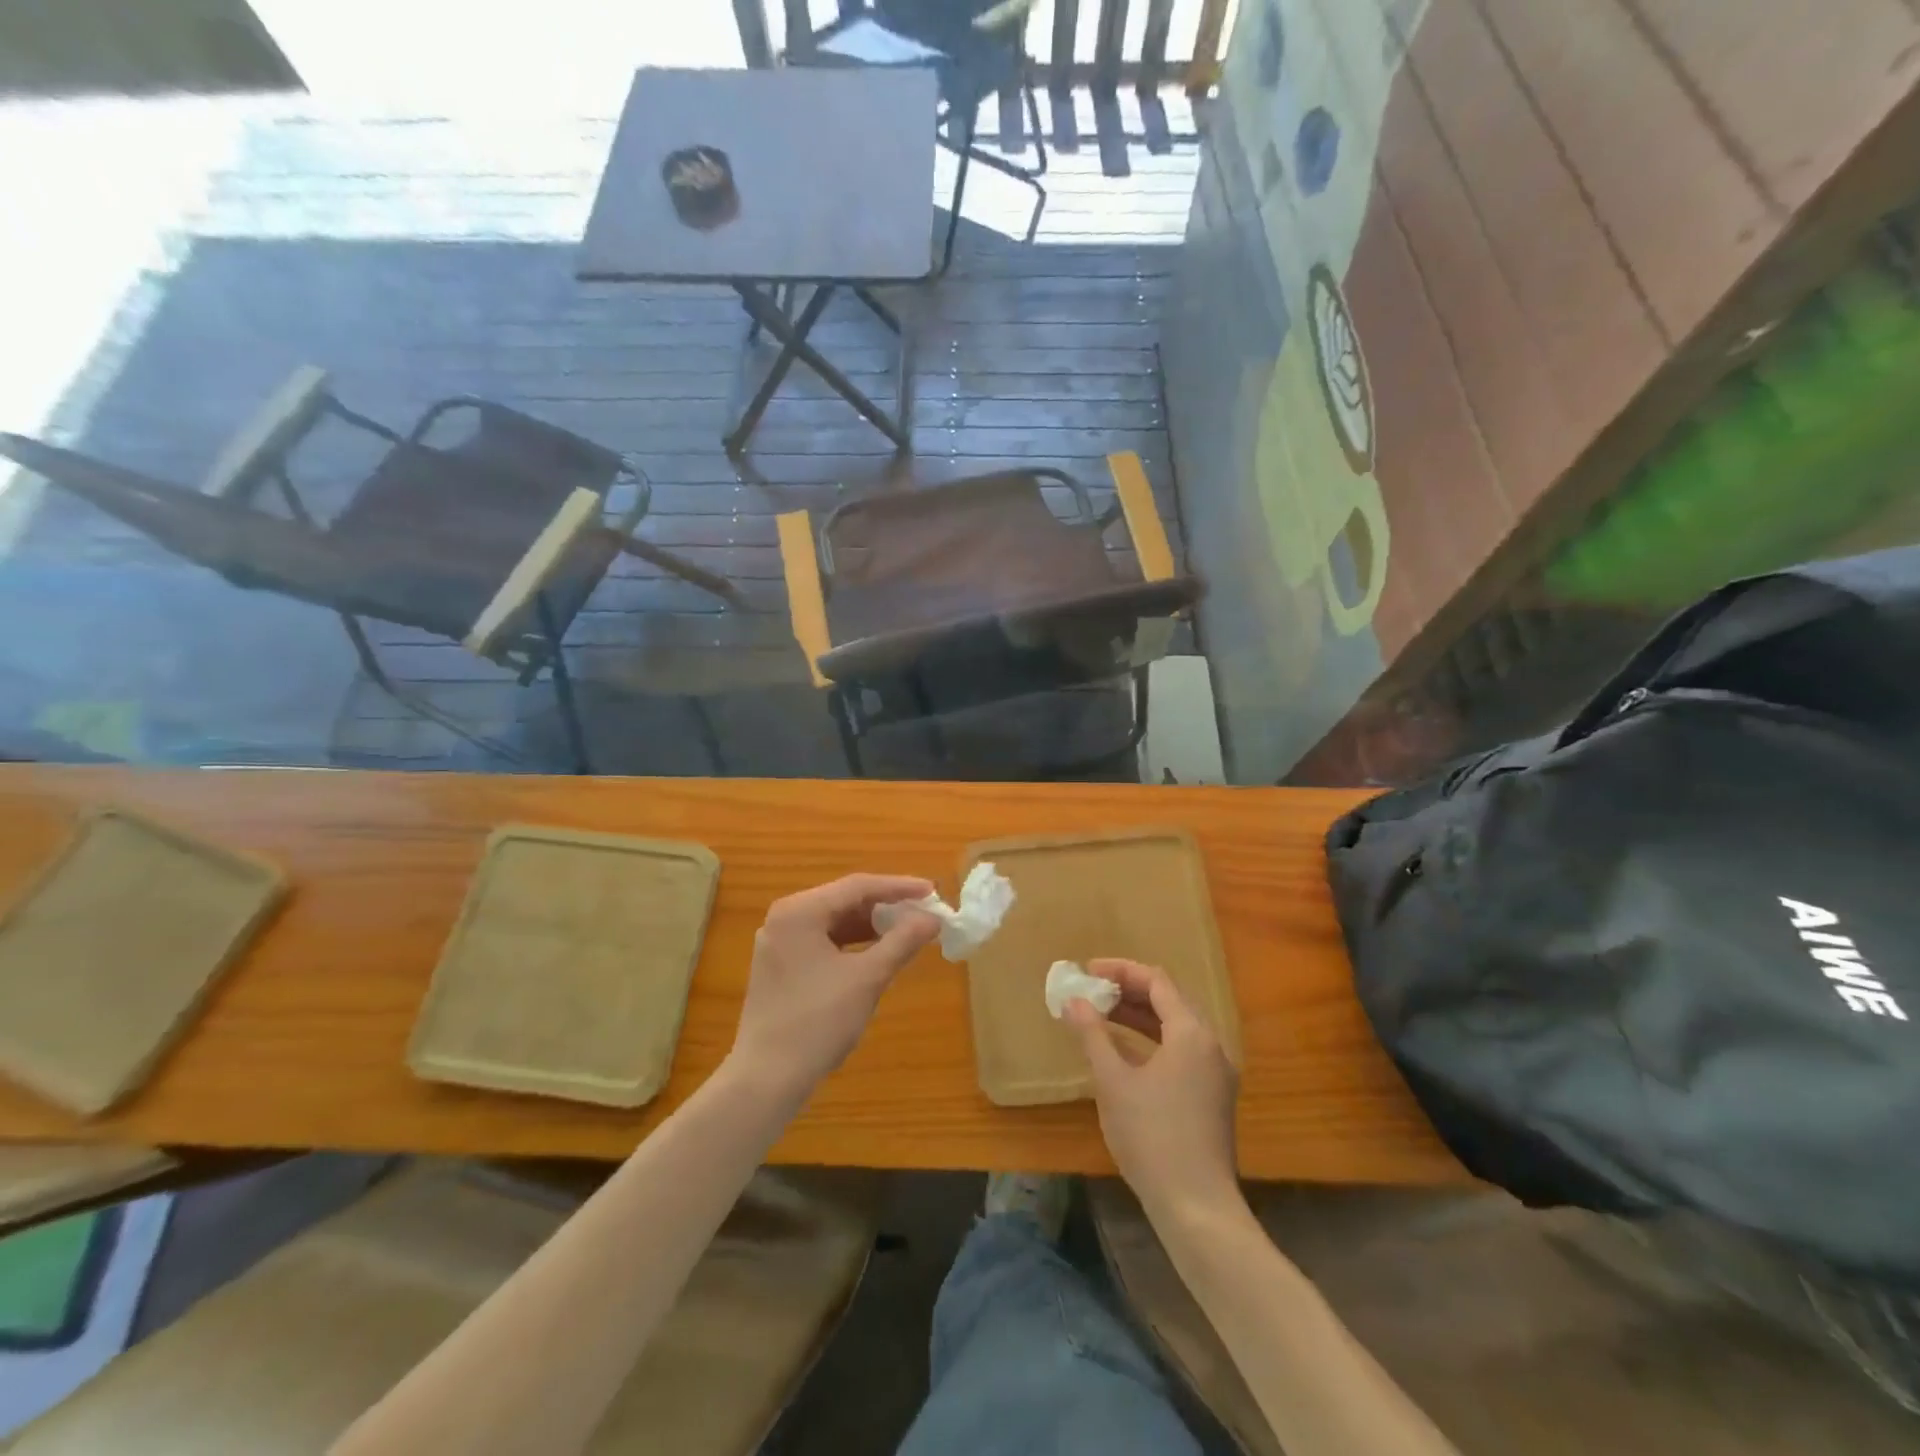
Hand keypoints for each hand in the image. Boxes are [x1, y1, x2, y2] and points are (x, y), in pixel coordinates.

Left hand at [727, 874, 940, 1103]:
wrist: (766, 1079)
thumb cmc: (818, 1022)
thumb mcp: (867, 978)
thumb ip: (902, 941)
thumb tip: (933, 919)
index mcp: (799, 911)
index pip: (858, 886)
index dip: (899, 887)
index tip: (932, 892)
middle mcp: (785, 918)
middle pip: (844, 900)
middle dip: (886, 906)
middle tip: (923, 912)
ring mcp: (779, 943)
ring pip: (835, 922)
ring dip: (871, 926)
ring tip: (907, 931)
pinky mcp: (781, 966)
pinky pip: (824, 942)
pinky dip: (853, 944)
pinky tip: (878, 953)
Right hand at [1065, 959, 1240, 1224]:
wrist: (1197, 1207)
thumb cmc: (1151, 1136)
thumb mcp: (1113, 1081)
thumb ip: (1093, 1035)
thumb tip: (1073, 1001)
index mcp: (1192, 1033)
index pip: (1157, 981)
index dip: (1121, 970)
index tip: (1087, 971)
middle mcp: (1211, 1045)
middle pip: (1170, 1000)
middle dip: (1129, 990)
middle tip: (1093, 990)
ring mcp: (1216, 1073)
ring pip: (1176, 1027)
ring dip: (1140, 1016)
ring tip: (1102, 1014)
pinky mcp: (1213, 1097)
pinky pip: (1182, 1050)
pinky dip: (1152, 1040)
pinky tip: (1125, 1052)